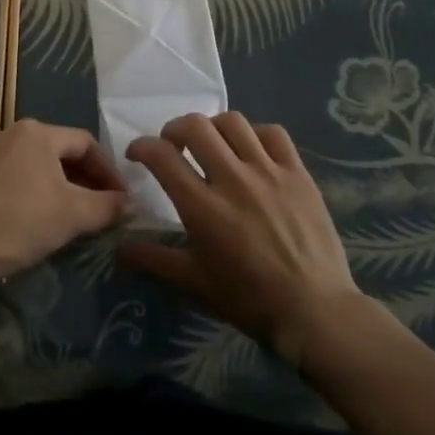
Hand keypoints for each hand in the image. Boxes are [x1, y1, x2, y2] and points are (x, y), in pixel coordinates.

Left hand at [0, 120, 130, 283]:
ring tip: (80, 213)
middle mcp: (16, 131)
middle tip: (105, 207)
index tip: (122, 198)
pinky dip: (42, 189)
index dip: (109, 171)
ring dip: (66, 185)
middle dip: (88, 178)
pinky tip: (47, 215)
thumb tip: (133, 204)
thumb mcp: (73, 214)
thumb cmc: (22, 221)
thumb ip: (108, 206)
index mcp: (39, 131)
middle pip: (64, 151)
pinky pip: (23, 173)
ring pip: (43, 163)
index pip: (86, 143)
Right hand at [120, 113, 371, 364]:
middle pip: (196, 126)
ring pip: (233, 122)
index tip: (137, 154)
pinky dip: (256, 134)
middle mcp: (233, 179)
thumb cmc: (249, 299)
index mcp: (202, 206)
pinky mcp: (298, 173)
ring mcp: (268, 172)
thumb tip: (119, 248)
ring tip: (212, 144)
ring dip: (213, 127)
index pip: (162, 156)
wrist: (315, 311)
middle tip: (173, 145)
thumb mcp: (195, 283)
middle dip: (175, 128)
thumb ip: (155, 260)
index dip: (142, 146)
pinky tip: (252, 151)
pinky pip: (273, 133)